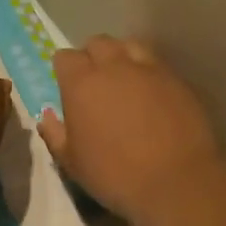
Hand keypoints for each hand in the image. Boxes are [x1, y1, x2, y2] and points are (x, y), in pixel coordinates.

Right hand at [37, 36, 220, 225]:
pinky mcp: (178, 80)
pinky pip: (157, 65)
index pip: (65, 57)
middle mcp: (114, 66)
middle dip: (92, 56)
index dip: (64, 70)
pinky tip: (152, 94)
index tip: (67, 86)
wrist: (176, 182)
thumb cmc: (115, 175)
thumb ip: (55, 134)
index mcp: (82, 83)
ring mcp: (150, 69)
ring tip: (124, 80)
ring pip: (130, 46)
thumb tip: (47, 116)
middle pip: (98, 43)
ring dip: (122, 57)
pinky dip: (149, 72)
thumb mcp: (72, 163)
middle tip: (95, 81)